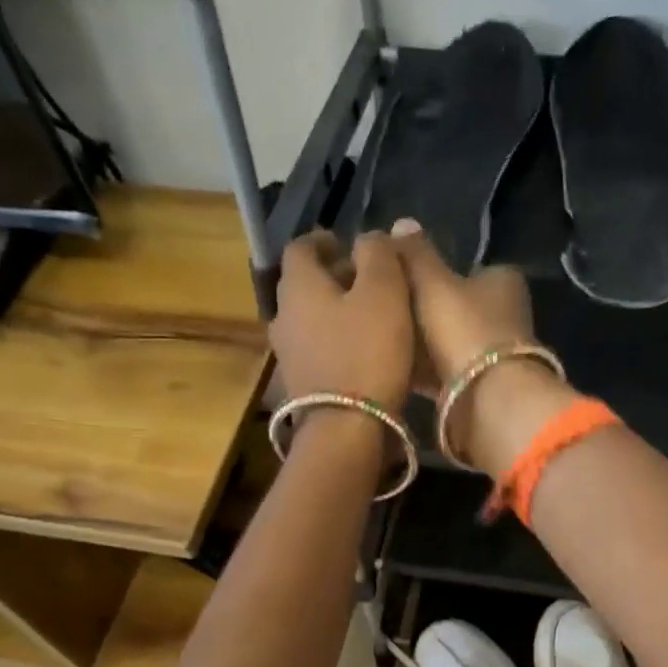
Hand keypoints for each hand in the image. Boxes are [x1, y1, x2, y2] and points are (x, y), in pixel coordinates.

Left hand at [271, 229, 414, 411]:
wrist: (345, 429)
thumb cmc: (367, 353)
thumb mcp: (384, 293)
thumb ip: (378, 255)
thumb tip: (369, 237)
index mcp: (298, 286)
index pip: (300, 247)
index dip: (324, 240)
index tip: (348, 244)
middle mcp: (283, 316)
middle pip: (304, 284)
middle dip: (333, 276)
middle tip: (368, 279)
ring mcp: (288, 354)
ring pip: (310, 318)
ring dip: (335, 310)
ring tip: (370, 316)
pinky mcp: (301, 384)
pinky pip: (317, 348)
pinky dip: (336, 340)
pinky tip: (363, 351)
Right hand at [390, 220, 573, 476]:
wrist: (486, 400)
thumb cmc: (463, 329)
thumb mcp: (433, 283)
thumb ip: (416, 254)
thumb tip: (401, 223)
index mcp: (503, 282)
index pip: (467, 268)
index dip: (434, 272)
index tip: (401, 280)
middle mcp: (506, 315)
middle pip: (458, 307)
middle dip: (426, 310)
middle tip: (386, 311)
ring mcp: (496, 354)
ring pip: (451, 341)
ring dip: (423, 343)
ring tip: (384, 339)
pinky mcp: (482, 386)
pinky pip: (446, 371)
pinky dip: (425, 370)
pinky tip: (396, 368)